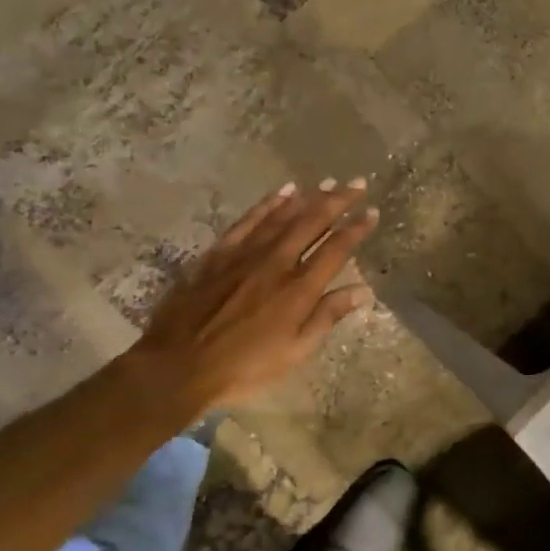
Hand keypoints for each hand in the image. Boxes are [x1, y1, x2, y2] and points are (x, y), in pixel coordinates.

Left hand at [125, 180, 379, 413]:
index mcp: (299, 289)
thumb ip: (327, 316)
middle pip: (312, 222)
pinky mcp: (218, 254)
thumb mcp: (294, 352)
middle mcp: (276, 262)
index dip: (356, 229)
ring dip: (307, 197)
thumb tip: (362, 290)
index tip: (372, 212)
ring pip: (282, 216)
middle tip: (356, 183)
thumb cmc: (243, 368)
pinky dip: (267, 204)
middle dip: (338, 200)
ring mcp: (245, 254)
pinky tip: (281, 193)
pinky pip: (248, 221)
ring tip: (327, 183)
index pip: (336, 249)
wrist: (177, 366)